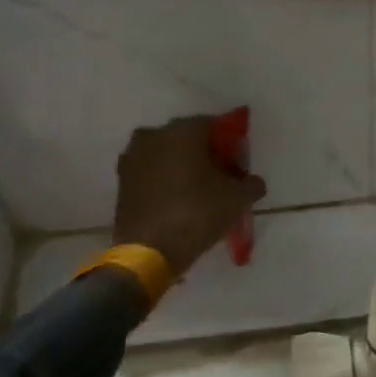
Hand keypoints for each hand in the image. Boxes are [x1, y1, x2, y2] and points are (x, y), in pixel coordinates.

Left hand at [111, 116, 266, 276]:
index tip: (239, 164)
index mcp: (183, 131)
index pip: (214, 126)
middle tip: (222, 177)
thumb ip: (252, 184)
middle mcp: (154, 135)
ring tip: (200, 191)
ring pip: (167, 155)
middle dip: (206, 154)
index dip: (231, 144)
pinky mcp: (122, 182)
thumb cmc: (197, 213)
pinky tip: (179, 200)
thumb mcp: (238, 199)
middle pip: (188, 138)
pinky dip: (165, 181)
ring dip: (183, 167)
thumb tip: (253, 182)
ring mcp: (133, 158)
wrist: (149, 251)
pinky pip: (152, 173)